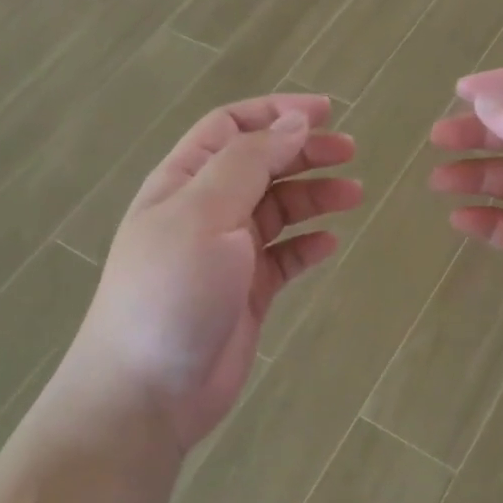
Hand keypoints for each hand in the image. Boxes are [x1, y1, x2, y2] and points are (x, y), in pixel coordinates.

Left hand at [74, 95, 360, 454]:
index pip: (231, 127)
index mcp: (184, 180)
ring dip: (314, 196)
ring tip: (354, 195)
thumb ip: (250, 163)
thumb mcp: (205, 213)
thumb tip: (294, 123)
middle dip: (304, 152)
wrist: (148, 390)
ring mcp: (226, 252)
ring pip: (278, 209)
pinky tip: (331, 243)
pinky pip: (284, 257)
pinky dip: (308, 245)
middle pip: (261, 164)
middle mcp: (205, 209)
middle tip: (351, 152)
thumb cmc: (172, 290)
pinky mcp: (247, 291)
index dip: (276, 112)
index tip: (326, 112)